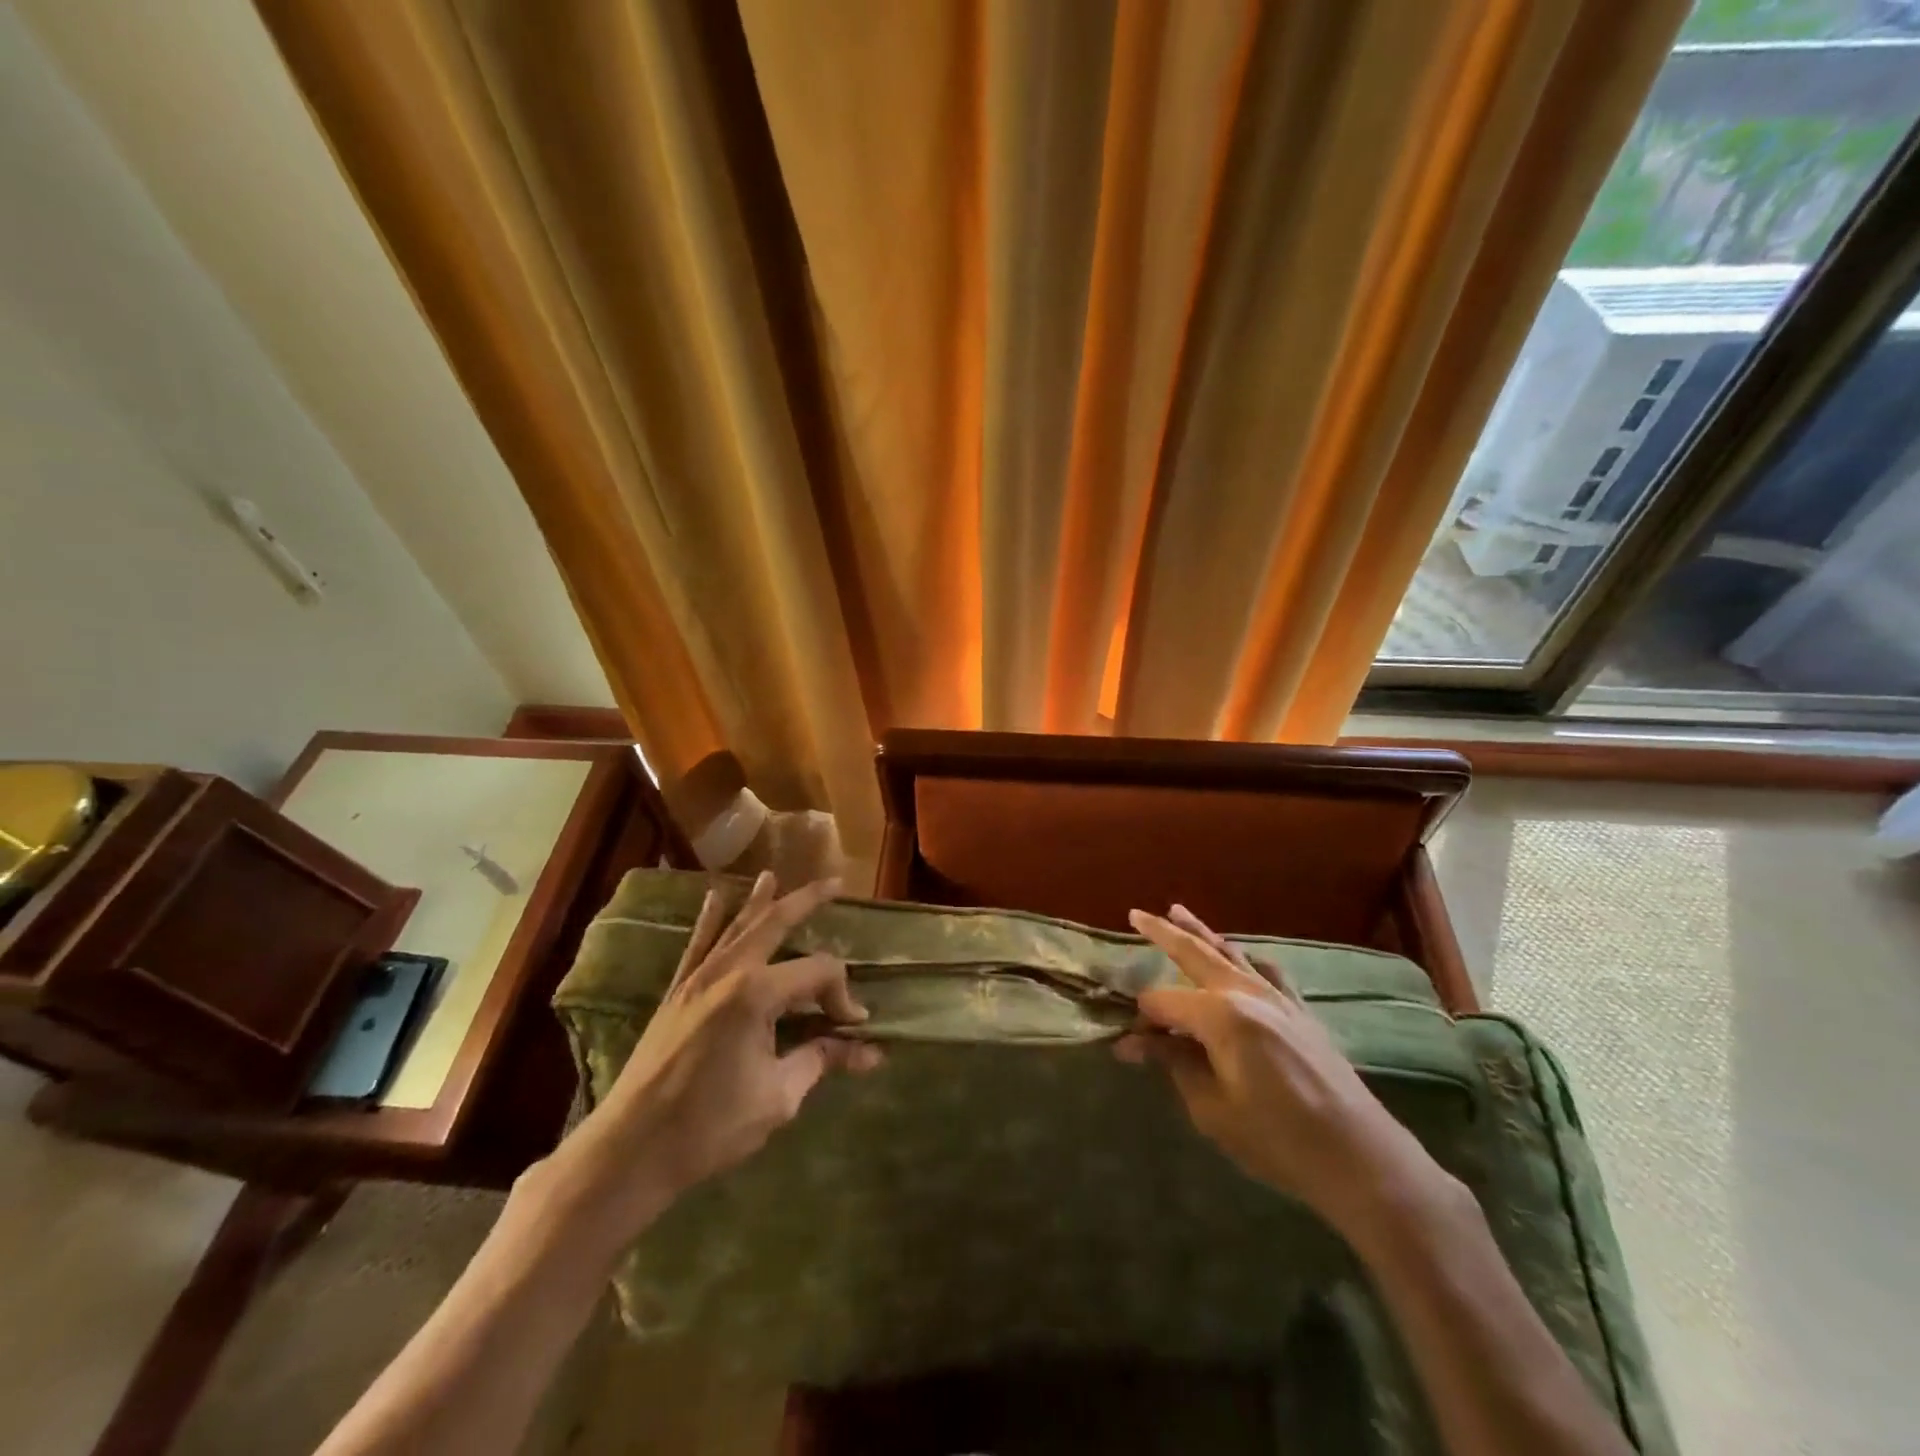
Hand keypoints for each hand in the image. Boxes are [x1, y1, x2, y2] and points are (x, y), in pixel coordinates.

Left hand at [541, 872, 880, 1249]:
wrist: (631, 1149)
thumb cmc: (709, 1126)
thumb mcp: (778, 1096)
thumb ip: (822, 1061)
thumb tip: (871, 1053)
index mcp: (757, 994)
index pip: (818, 974)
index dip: (843, 996)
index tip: (853, 1030)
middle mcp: (728, 972)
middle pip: (776, 923)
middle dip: (808, 901)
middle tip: (835, 884)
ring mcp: (698, 978)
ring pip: (736, 926)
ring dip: (759, 901)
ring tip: (773, 876)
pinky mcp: (677, 992)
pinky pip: (697, 944)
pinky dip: (710, 920)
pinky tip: (715, 898)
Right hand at [1116, 905, 1450, 1239]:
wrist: (1359, 1157)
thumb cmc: (1278, 1139)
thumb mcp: (1212, 1109)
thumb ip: (1175, 1064)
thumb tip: (1136, 1043)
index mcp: (1220, 1015)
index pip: (1164, 1002)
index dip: (1143, 1019)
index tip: (1130, 1046)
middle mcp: (1246, 992)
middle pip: (1195, 953)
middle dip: (1162, 933)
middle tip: (1135, 914)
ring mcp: (1277, 997)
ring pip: (1231, 952)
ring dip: (1201, 932)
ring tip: (1177, 911)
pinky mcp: (1300, 1011)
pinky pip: (1267, 971)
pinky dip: (1247, 958)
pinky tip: (1242, 956)